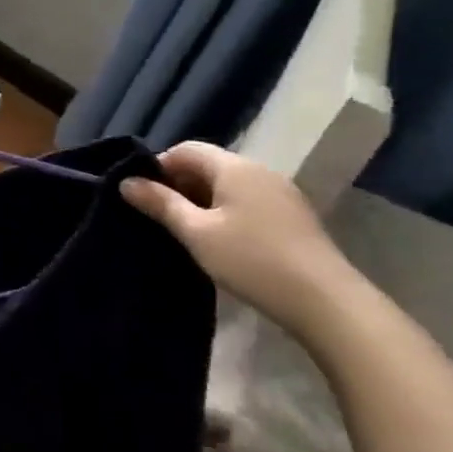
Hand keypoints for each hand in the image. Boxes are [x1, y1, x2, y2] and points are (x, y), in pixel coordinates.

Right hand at [121, 141, 361, 338]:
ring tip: (184, 231)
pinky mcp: (292, 216)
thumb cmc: (251, 260)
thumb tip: (126, 181)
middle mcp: (259, 171)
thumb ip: (160, 204)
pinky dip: (224, 211)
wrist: (326, 302)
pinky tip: (218, 240)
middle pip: (208, 165)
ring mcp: (280, 193)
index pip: (186, 149)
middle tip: (158, 216)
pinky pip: (247, 201)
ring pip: (228, 185)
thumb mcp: (196, 233)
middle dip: (178, 184)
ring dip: (201, 200)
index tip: (141, 195)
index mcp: (235, 167)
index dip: (158, 167)